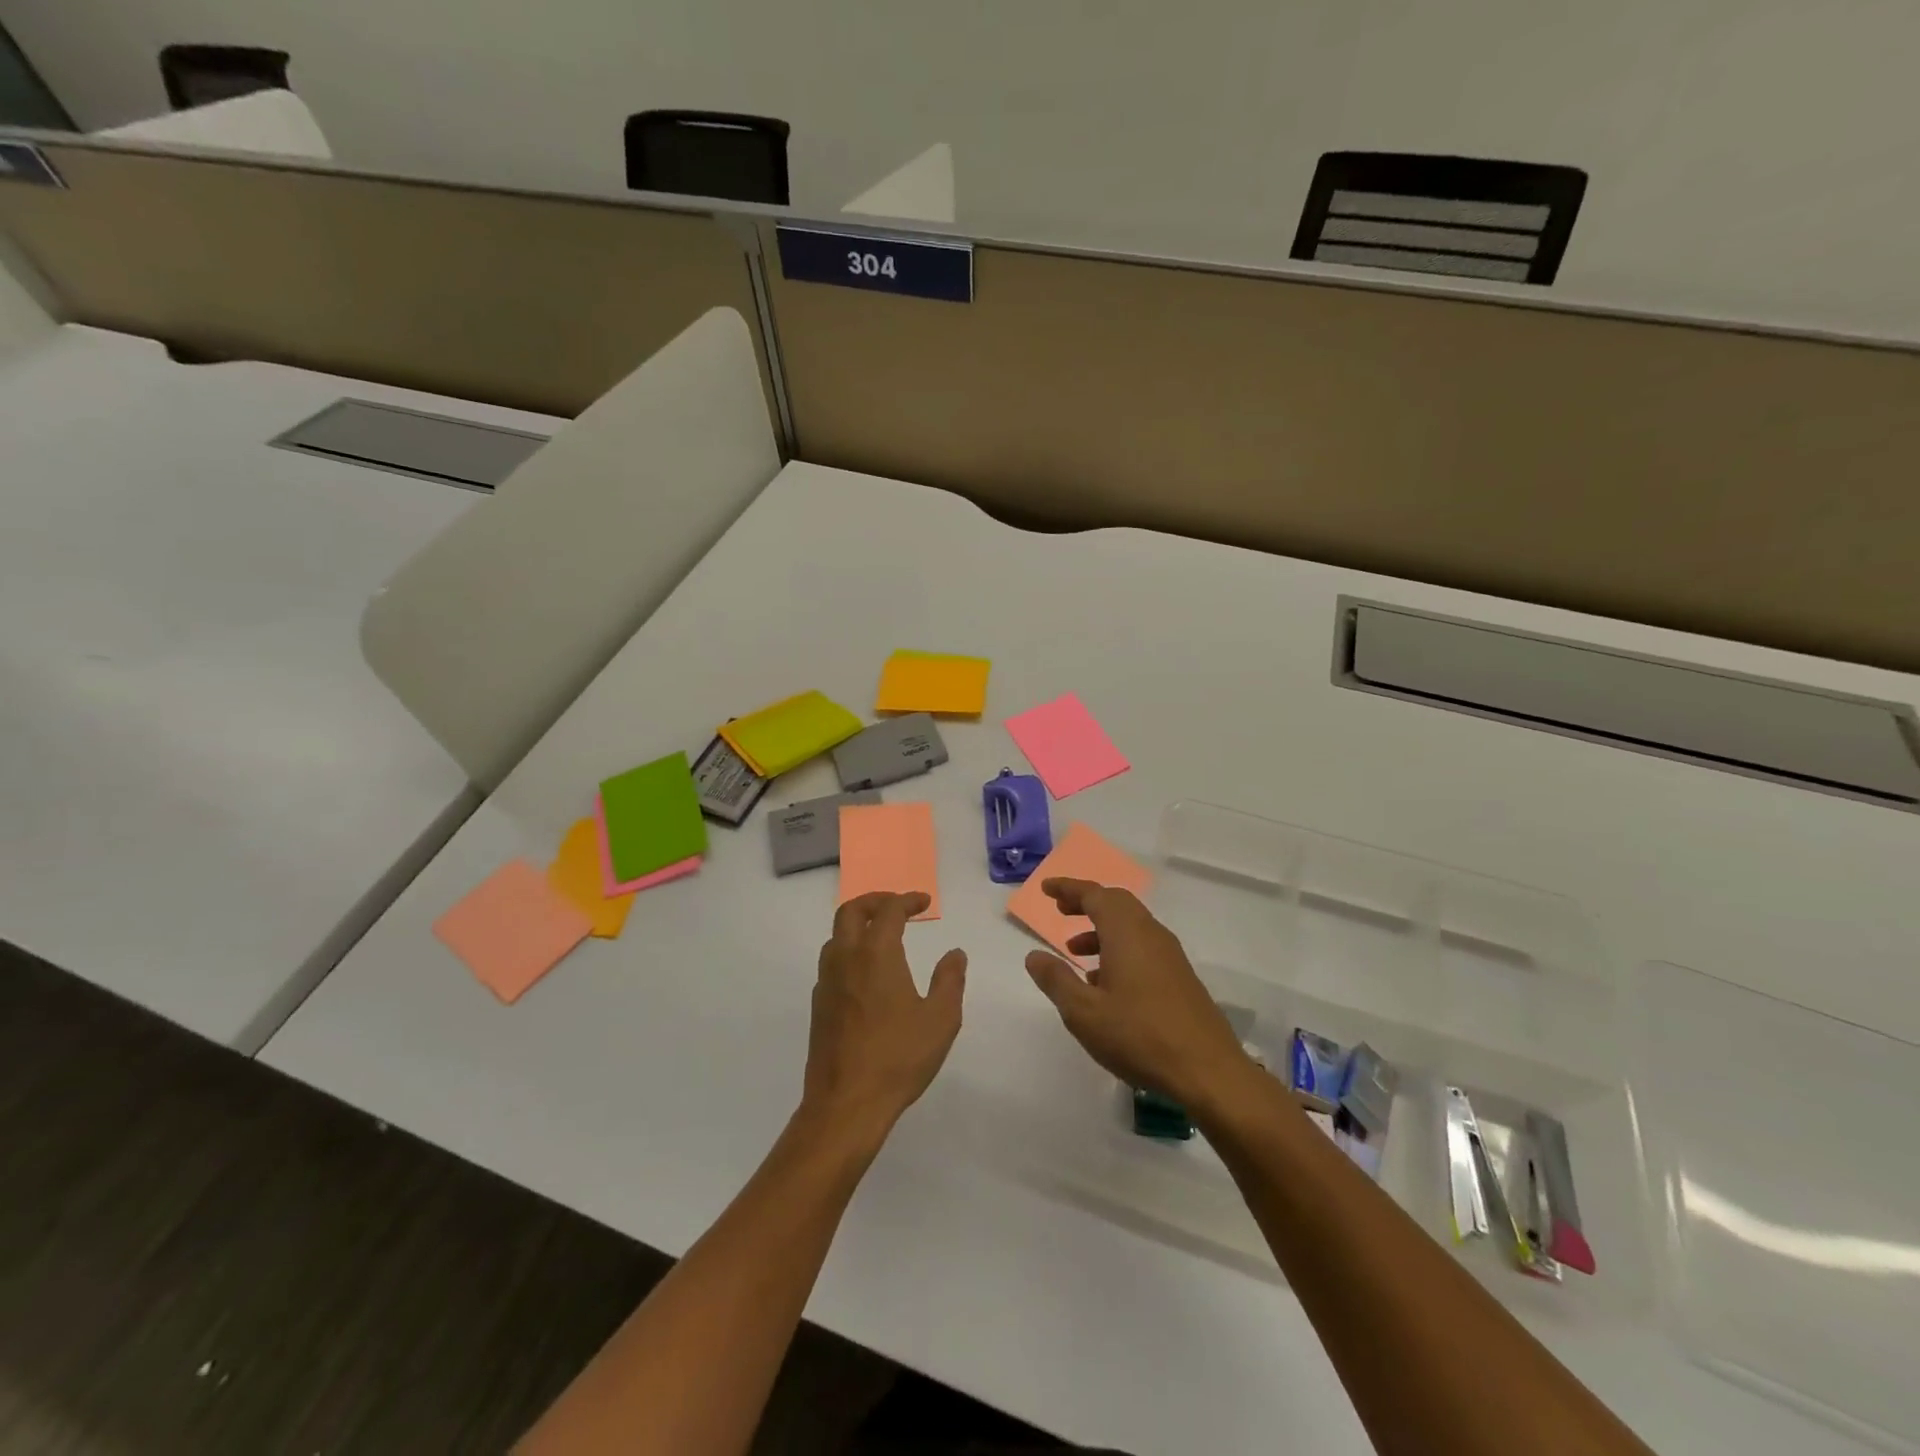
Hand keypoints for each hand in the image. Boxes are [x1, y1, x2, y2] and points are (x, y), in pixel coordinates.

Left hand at [803, 892, 966, 1142]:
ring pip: (836, 936)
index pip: (888, 910)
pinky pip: (832, 962)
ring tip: (882, 936)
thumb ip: (950, 980)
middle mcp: (845, 959)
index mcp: (875, 954)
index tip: (924, 902)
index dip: (907, 900)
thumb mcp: (940, 1019)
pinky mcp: (818, 1005)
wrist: (846, 1103)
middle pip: (850, 911)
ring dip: (858, 925)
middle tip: (897, 906)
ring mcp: (826, 982)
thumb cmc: (898, 1057)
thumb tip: (955, 953)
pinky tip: (867, 974)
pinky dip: (849, 951)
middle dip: (875, 901)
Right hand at [1024, 878, 1252, 1110]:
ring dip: (1101, 930)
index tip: (1046, 889)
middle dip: (1086, 903)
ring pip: (1131, 926)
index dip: (1068, 888)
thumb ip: (1056, 980)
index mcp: (1126, 932)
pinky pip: (1143, 946)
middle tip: (1061, 912)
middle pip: (1116, 903)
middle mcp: (1150, 934)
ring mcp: (1170, 955)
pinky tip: (1105, 984)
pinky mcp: (1180, 977)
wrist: (1208, 1071)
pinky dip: (1119, 949)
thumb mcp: (1084, 1012)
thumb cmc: (1139, 1036)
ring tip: (1075, 954)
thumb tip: (1034, 955)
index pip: (1094, 894)